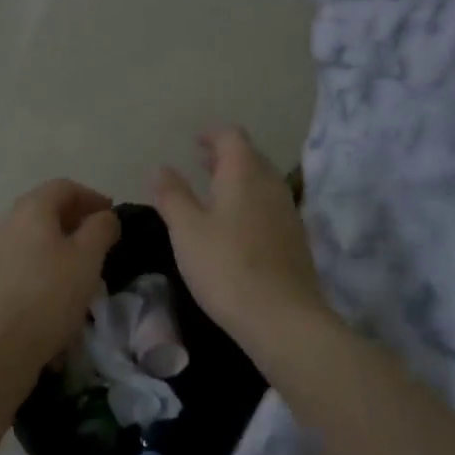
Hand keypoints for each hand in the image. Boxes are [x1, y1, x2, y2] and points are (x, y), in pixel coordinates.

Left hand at [0, 180, 119, 402]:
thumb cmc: (49, 296)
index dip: (92, 196)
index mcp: (31, 209)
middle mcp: (7, 221)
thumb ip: (101, 228)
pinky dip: (42, 259)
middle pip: (45, 207)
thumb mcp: (88, 258)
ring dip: (58, 239)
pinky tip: (55, 284)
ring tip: (80, 263)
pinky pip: (21, 256)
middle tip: (99, 237)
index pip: (64, 187)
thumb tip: (104, 216)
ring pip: (32, 233)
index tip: (112, 215)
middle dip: (75, 217)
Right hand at [154, 128, 327, 347]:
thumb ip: (172, 195)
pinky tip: (234, 227)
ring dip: (238, 181)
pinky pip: (269, 207)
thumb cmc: (226, 266)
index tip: (194, 142)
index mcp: (245, 173)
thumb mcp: (187, 230)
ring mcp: (288, 212)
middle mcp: (271, 185)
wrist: (283, 318)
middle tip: (200, 163)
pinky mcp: (295, 240)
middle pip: (250, 157)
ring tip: (213, 193)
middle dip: (225, 157)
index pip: (232, 137)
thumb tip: (160, 167)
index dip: (212, 135)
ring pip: (261, 183)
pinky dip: (249, 203)